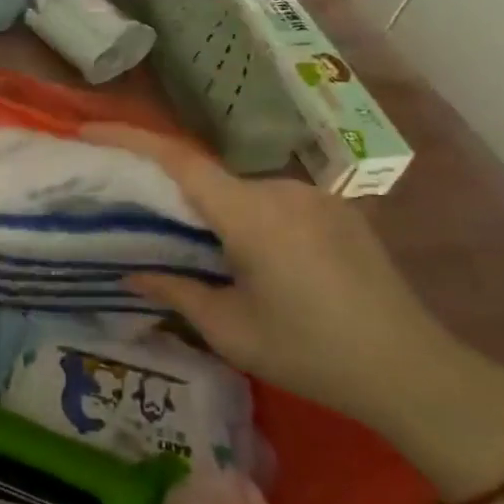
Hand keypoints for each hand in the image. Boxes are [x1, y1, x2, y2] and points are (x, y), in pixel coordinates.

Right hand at [82, 124, 503, 496]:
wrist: (416, 372)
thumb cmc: (311, 353)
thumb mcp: (230, 330)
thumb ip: (175, 291)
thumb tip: (131, 272)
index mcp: (252, 214)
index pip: (178, 161)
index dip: (129, 139)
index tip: (87, 132)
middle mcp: (282, 190)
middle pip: (207, 175)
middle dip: (165, 185)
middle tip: (131, 206)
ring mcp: (315, 197)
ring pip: (240, 190)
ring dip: (209, 208)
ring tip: (187, 242)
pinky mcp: (336, 210)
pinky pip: (271, 201)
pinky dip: (242, 215)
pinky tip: (242, 252)